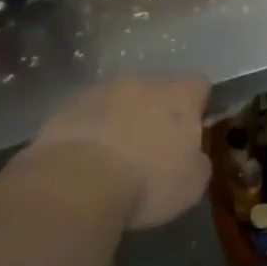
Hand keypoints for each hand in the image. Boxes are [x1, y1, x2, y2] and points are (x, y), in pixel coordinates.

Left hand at [33, 75, 211, 229]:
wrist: (78, 182)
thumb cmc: (148, 181)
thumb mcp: (192, 183)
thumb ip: (198, 160)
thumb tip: (193, 155)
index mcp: (179, 95)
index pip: (199, 84)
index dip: (198, 105)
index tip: (193, 129)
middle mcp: (142, 82)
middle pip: (156, 89)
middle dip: (156, 112)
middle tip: (153, 147)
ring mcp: (101, 91)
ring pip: (119, 100)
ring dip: (121, 119)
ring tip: (115, 157)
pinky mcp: (67, 107)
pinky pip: (88, 115)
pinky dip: (92, 131)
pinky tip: (87, 161)